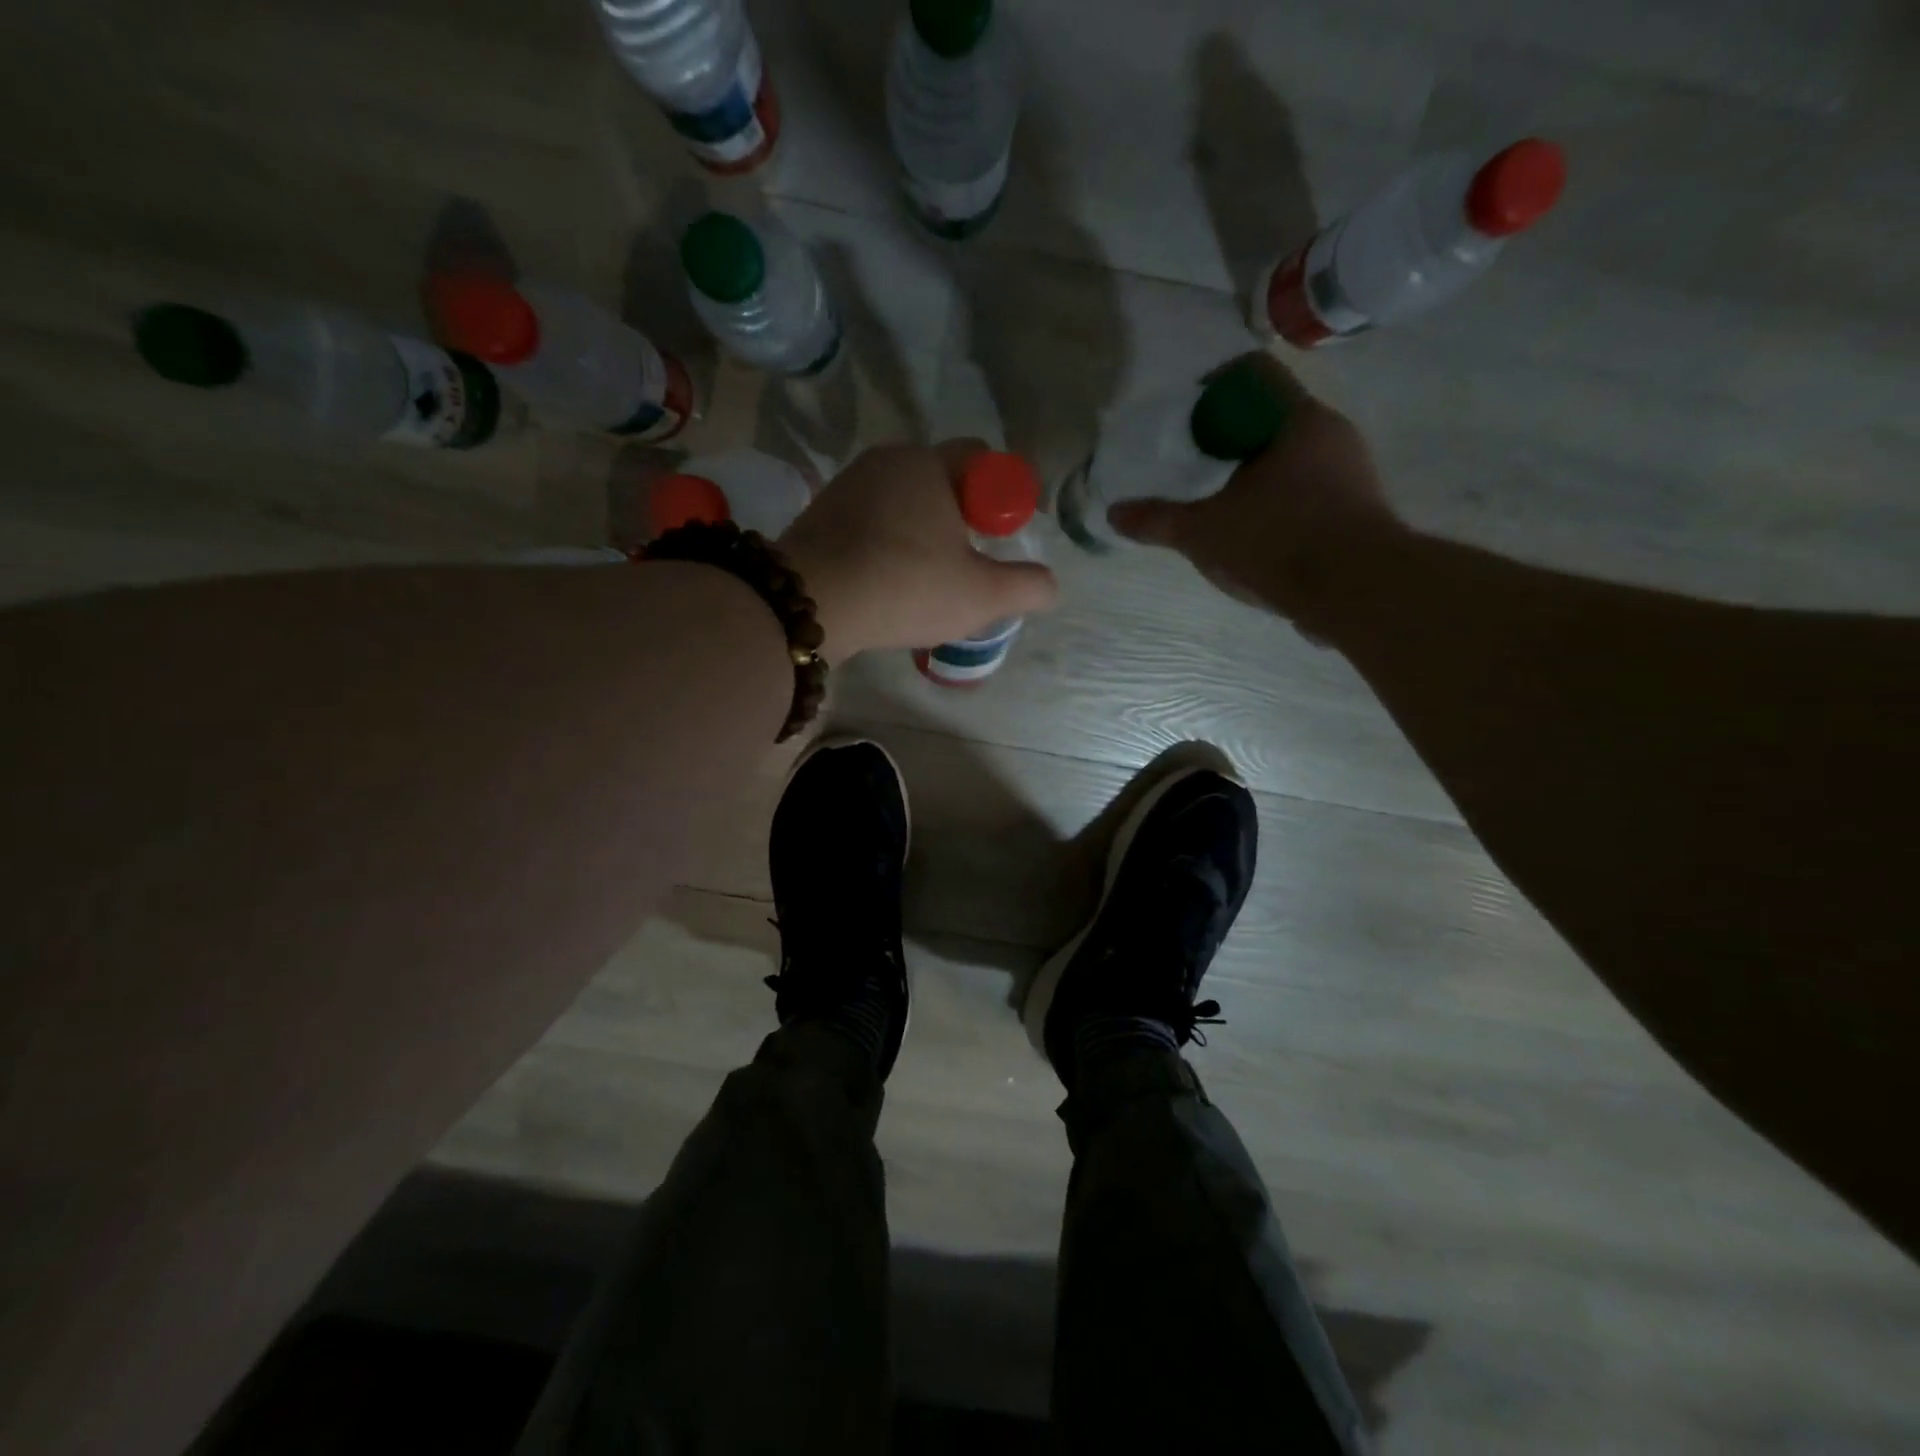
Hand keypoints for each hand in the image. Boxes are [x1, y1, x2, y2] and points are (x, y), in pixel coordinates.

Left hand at [780, 442, 1058, 661]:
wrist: (810, 603)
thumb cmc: (905, 586)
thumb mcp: (981, 594)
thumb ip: (1027, 586)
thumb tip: (1050, 585)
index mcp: (929, 463)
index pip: (982, 459)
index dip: (1003, 496)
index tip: (1004, 536)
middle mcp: (887, 460)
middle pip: (941, 480)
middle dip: (963, 516)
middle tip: (970, 562)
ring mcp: (848, 486)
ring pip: (903, 502)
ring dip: (923, 532)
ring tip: (928, 578)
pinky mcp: (821, 515)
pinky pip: (870, 522)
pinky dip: (887, 543)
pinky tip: (888, 581)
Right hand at [1108, 354, 1404, 637]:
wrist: (1359, 592)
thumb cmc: (1279, 542)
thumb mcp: (1205, 532)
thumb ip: (1158, 520)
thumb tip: (1114, 513)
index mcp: (1295, 419)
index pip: (1252, 373)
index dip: (1213, 386)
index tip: (1188, 418)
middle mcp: (1330, 432)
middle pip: (1270, 415)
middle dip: (1229, 438)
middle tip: (1196, 467)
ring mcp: (1351, 469)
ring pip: (1291, 454)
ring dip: (1254, 471)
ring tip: (1221, 505)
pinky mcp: (1360, 506)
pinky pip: (1310, 487)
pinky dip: (1278, 499)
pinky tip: (1256, 533)